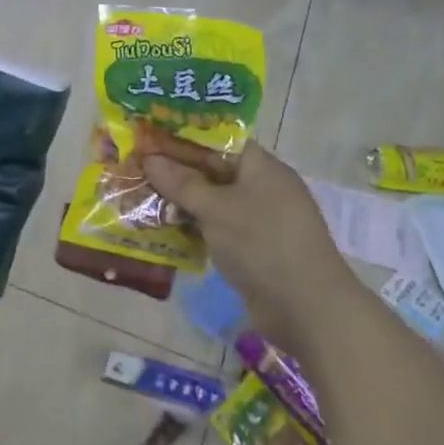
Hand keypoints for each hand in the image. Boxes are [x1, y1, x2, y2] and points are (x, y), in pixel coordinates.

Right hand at [142, 143, 339, 315]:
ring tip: (140, 198)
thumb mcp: (216, 209)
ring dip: (180, 201)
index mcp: (260, 166)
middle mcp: (261, 187)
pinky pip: (216, 227)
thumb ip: (181, 183)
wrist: (307, 308)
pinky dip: (192, 227)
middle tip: (135, 168)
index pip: (218, 139)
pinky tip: (162, 230)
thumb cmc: (262, 243)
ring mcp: (258, 219)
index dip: (183, 136)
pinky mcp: (252, 247)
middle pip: (212, 170)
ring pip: (212, 201)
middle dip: (175, 171)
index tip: (148, 137)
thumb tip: (150, 157)